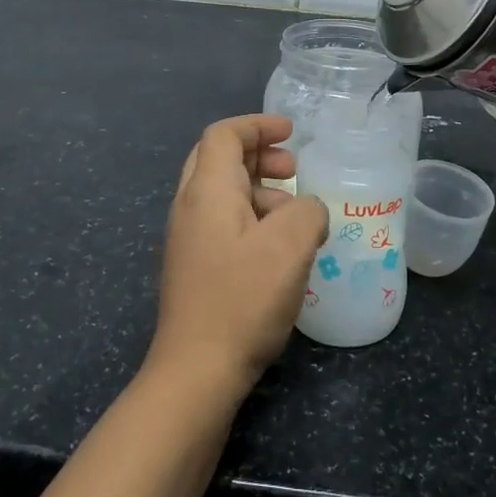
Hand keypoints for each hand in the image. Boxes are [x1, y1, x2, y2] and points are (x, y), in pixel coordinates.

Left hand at [148, 115, 327, 403]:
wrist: (197, 371)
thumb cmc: (242, 300)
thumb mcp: (290, 246)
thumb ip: (307, 210)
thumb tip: (306, 210)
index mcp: (207, 191)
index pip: (224, 135)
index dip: (258, 125)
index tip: (293, 134)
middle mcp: (190, 207)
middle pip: (219, 159)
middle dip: (258, 155)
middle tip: (292, 170)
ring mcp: (187, 239)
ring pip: (223, 193)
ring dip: (260, 191)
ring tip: (297, 218)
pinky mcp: (194, 267)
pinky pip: (223, 223)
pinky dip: (253, 219)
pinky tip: (280, 251)